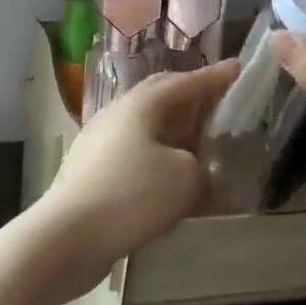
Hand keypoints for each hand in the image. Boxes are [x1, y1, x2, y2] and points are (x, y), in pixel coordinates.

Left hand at [32, 59, 239, 276]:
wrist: (68, 236)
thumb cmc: (131, 196)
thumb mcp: (185, 179)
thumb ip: (203, 168)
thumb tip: (199, 170)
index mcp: (140, 105)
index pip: (184, 82)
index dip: (214, 77)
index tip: (238, 68)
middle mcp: (116, 115)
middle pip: (159, 98)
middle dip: (190, 97)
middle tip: (218, 100)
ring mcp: (99, 143)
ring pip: (145, 128)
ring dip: (174, 131)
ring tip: (199, 141)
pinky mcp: (92, 172)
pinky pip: (134, 154)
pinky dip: (158, 159)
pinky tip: (171, 178)